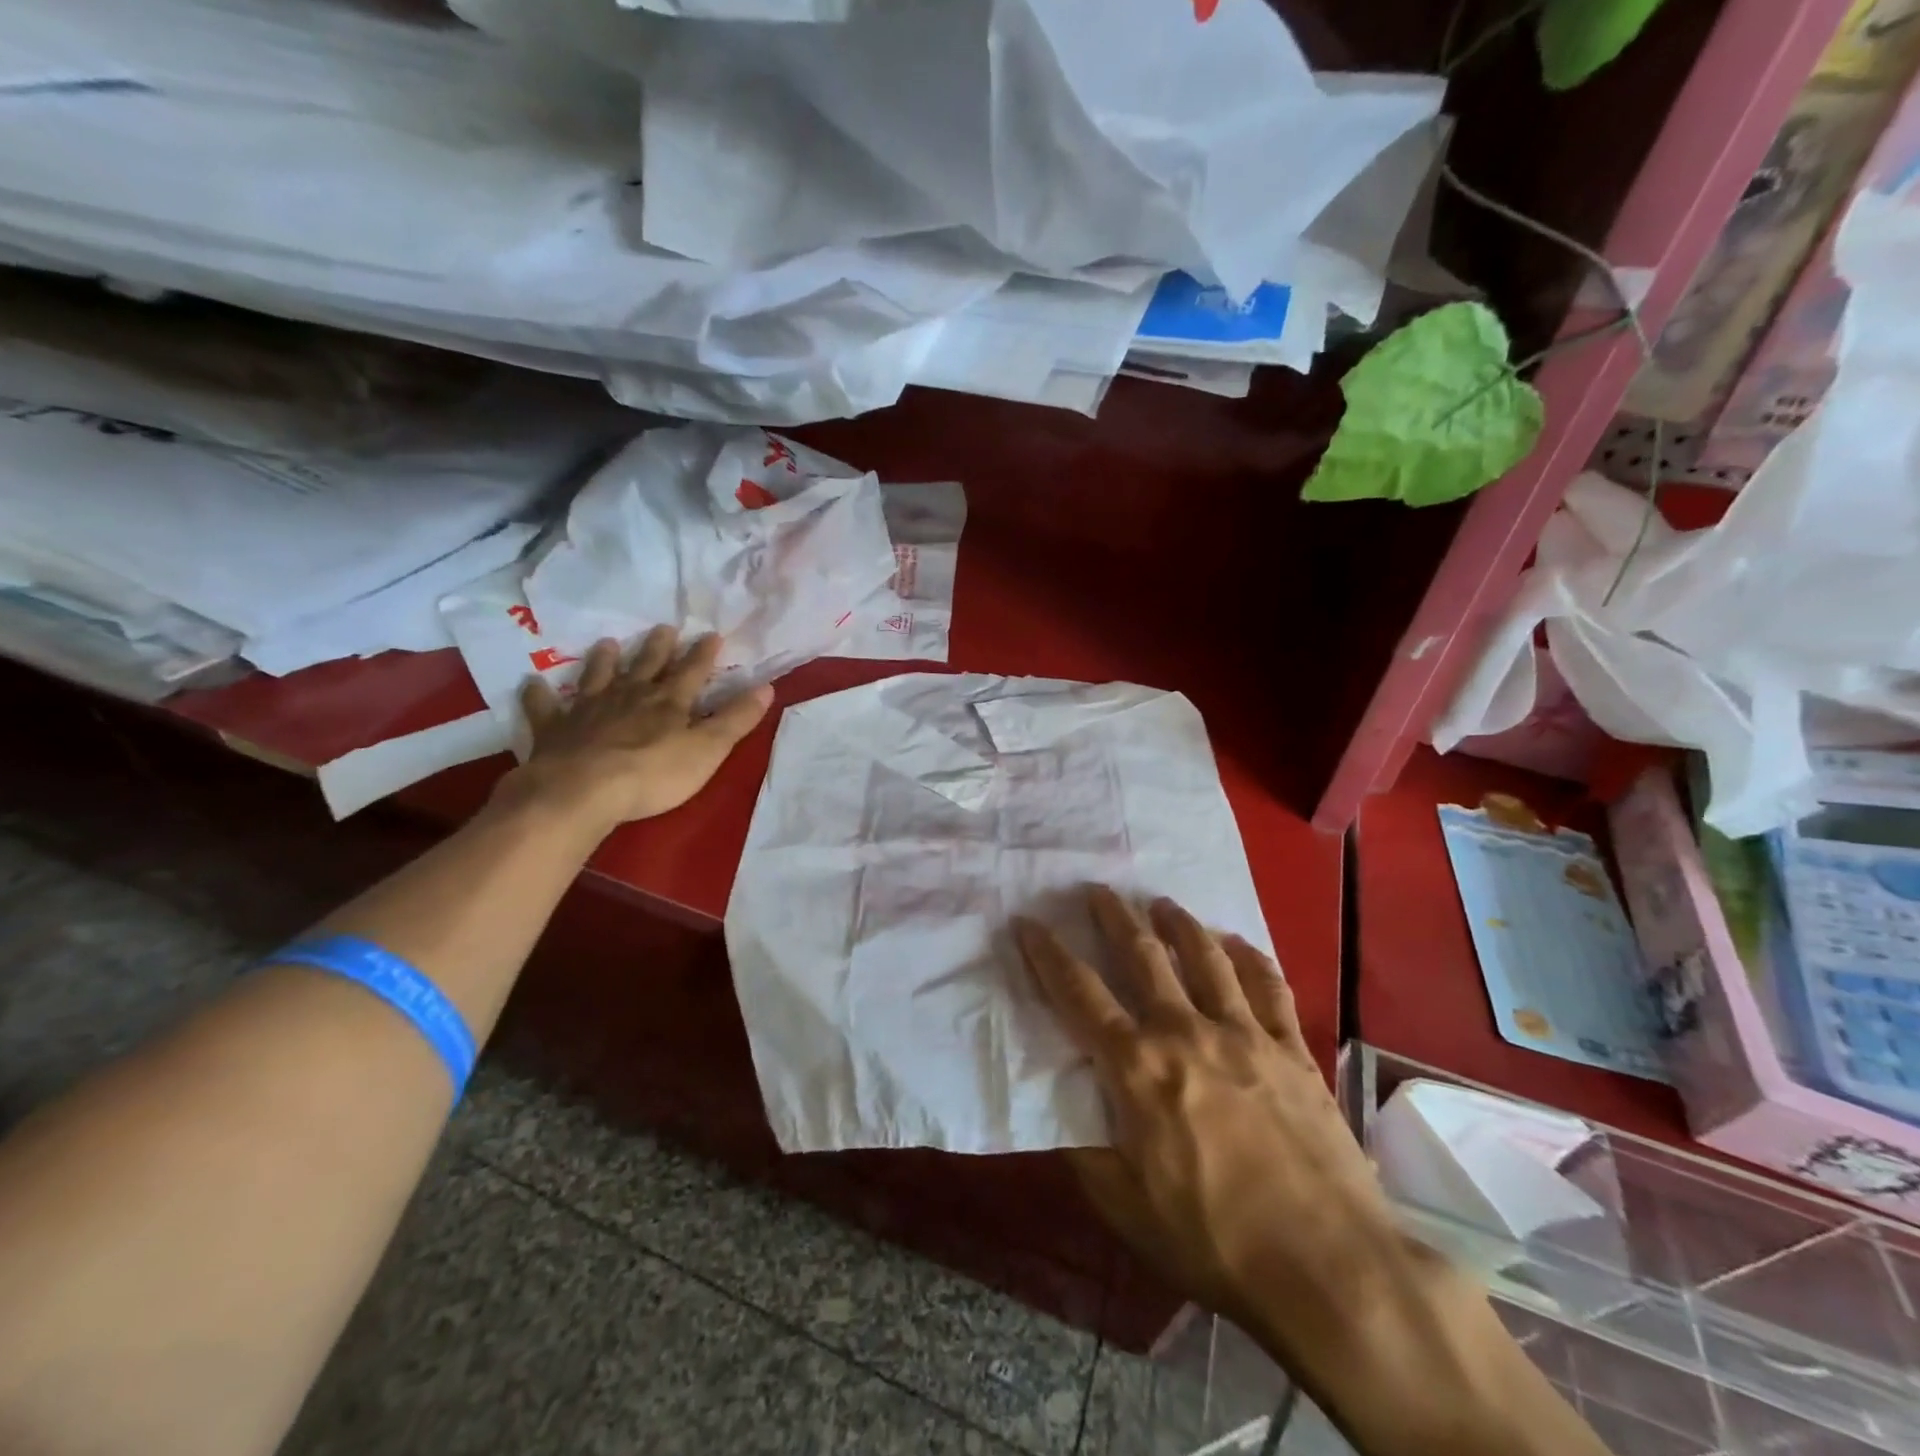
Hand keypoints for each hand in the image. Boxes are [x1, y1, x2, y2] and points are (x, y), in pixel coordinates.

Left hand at [504, 627, 772, 832]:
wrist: (582, 791)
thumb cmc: (653, 774)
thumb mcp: (708, 749)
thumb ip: (736, 719)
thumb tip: (766, 688)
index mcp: (668, 703)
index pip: (691, 672)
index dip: (703, 655)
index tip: (712, 634)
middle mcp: (629, 697)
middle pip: (646, 667)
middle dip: (658, 648)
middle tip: (663, 628)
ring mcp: (589, 710)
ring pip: (598, 678)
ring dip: (604, 661)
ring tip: (607, 643)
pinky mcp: (555, 730)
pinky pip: (544, 708)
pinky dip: (538, 696)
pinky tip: (531, 683)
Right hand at [1013, 888, 1419, 1368]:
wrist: (1330, 1268)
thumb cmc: (1214, 1241)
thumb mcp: (1126, 1207)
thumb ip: (1084, 1150)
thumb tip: (1059, 1105)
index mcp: (1137, 1067)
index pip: (1079, 993)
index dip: (1048, 954)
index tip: (1029, 922)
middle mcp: (1186, 1032)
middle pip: (1142, 955)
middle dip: (1114, 916)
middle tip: (1099, 890)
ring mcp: (1245, 1035)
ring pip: (1206, 957)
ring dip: (1180, 923)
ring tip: (1163, 904)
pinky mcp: (1293, 1050)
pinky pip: (1269, 987)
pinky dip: (1250, 958)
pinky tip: (1239, 945)